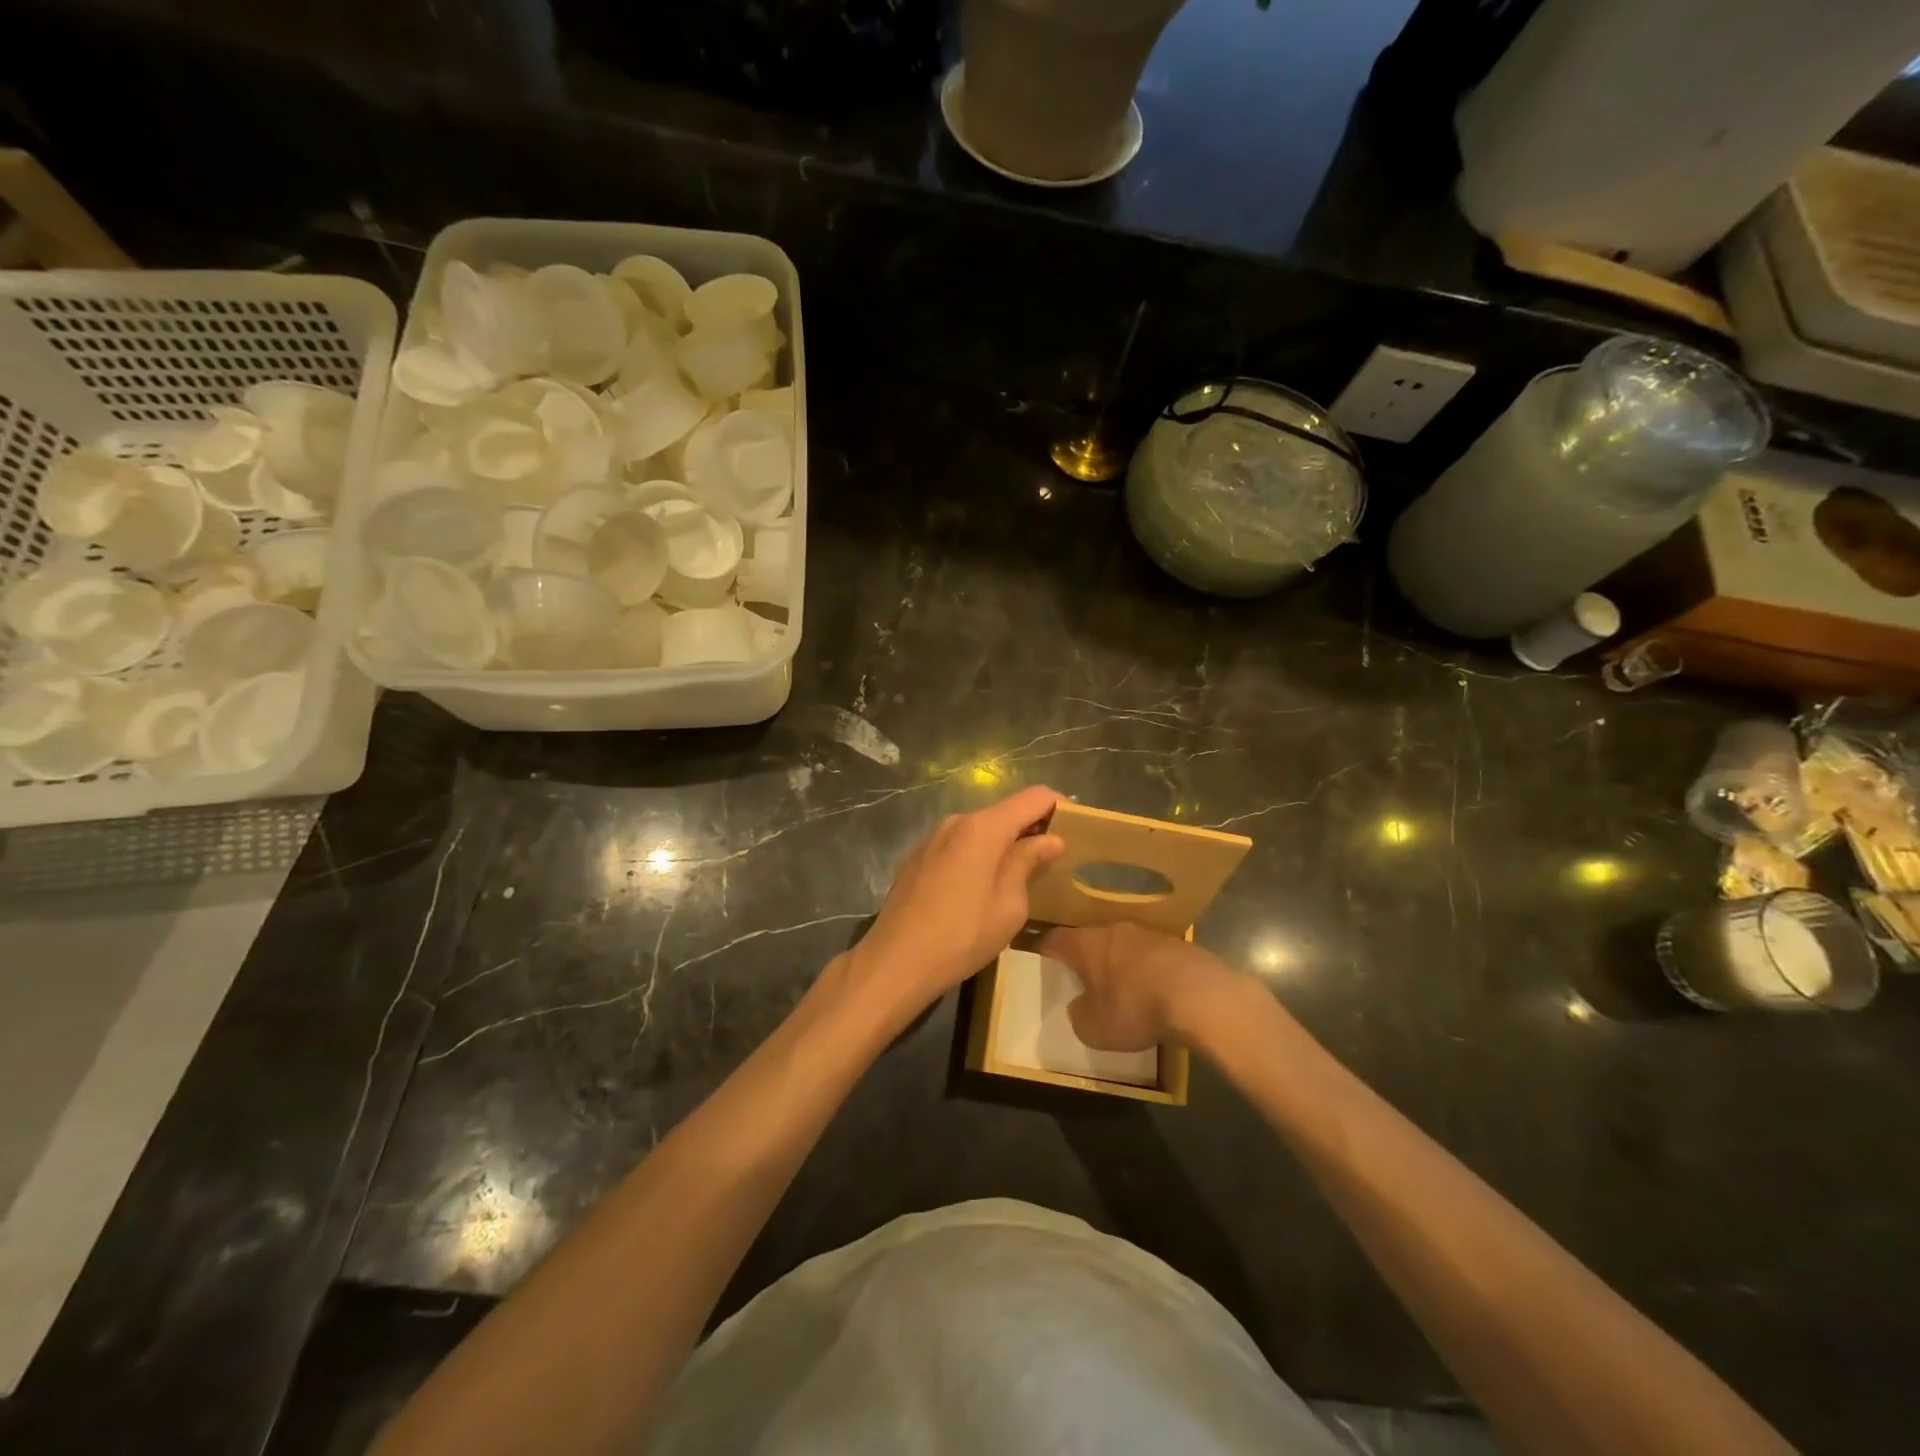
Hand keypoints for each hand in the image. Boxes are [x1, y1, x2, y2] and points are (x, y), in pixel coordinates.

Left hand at [849, 785, 1065, 1016]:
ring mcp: (931, 838)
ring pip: (979, 830)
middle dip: (1032, 828)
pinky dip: (978, 856)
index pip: (1033, 797)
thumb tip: (1050, 839)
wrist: (895, 961)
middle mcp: (956, 822)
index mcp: (983, 828)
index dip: (1059, 805)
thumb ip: (1029, 863)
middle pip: (1004, 812)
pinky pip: (958, 846)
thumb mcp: (1009, 905)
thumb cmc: (962, 935)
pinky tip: (980, 888)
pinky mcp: (916, 858)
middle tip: (1054, 858)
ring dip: (1003, 844)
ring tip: (1021, 875)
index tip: (1079, 827)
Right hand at [1037, 922, 1246, 1050]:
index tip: (1040, 956)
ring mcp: (1148, 934)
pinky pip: (1152, 956)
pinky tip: (1155, 992)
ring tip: (1120, 987)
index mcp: (1086, 944)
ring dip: (1119, 963)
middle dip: (1085, 957)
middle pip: (1091, 939)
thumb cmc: (1135, 1008)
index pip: (1055, 939)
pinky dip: (1147, 971)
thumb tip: (1080, 1007)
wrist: (1199, 996)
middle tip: (1082, 977)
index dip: (1045, 948)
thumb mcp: (1094, 1028)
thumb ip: (1079, 1015)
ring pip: (1123, 945)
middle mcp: (1114, 930)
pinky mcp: (1178, 945)